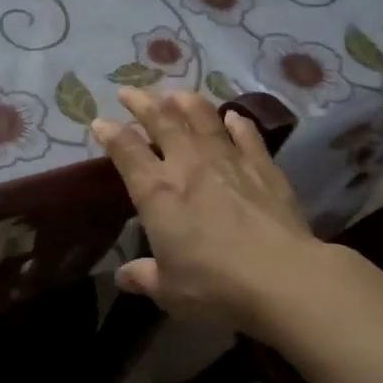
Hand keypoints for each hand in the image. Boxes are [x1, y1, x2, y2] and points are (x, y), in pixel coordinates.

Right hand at [92, 88, 329, 335]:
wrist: (283, 279)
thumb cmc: (215, 286)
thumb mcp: (169, 290)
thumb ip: (144, 277)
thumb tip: (123, 276)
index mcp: (157, 192)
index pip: (126, 151)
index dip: (110, 133)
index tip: (99, 121)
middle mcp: (188, 165)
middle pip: (161, 121)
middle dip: (142, 102)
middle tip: (129, 91)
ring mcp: (228, 161)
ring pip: (203, 118)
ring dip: (186, 102)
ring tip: (175, 93)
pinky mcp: (263, 167)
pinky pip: (247, 136)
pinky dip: (237, 123)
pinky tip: (233, 116)